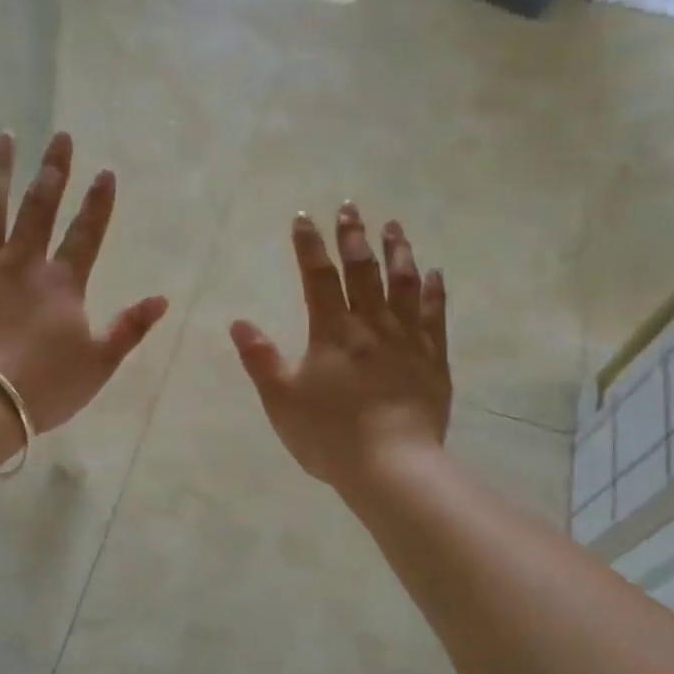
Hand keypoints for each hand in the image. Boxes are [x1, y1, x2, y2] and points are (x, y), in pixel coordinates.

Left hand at [0, 131, 168, 433]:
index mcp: (62, 283)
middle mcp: (22, 264)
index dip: (98, 203)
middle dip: (53, 171)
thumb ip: (129, 328)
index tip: (105, 172)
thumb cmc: (45, 386)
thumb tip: (162, 299)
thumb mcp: (99, 363)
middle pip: (39, 207)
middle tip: (59, 137)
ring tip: (4, 139)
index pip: (86, 233)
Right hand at [229, 204, 450, 490]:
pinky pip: (435, 315)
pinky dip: (433, 290)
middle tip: (350, 208)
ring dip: (397, 251)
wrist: (391, 466)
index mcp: (332, 332)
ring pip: (403, 283)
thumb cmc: (329, 435)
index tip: (304, 218)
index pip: (318, 277)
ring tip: (393, 226)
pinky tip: (434, 273)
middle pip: (363, 270)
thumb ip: (260, 359)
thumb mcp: (281, 400)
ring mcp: (407, 339)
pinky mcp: (433, 359)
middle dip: (354, 236)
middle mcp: (371, 325)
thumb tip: (239, 322)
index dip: (310, 245)